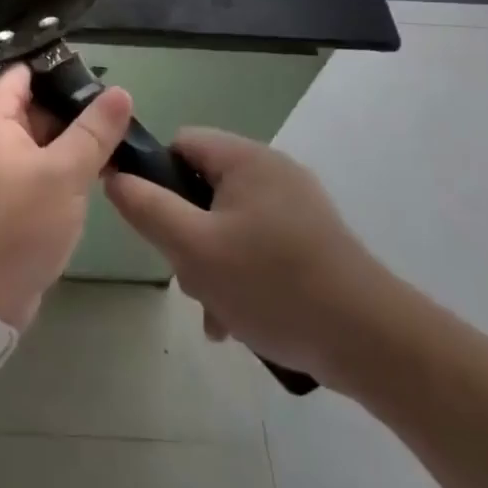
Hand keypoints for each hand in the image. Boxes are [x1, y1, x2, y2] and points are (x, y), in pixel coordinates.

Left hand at [0, 64, 131, 328]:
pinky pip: (46, 170)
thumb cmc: (15, 223)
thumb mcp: (62, 173)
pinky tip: (105, 168)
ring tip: (124, 133)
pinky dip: (71, 166)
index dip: (55, 65)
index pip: (21, 73)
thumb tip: (120, 92)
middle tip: (121, 105)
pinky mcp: (16, 201)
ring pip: (45, 140)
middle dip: (75, 104)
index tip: (98, 68)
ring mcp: (4, 172)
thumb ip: (93, 131)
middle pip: (36, 105)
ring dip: (77, 138)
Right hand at [103, 128, 391, 379]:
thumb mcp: (194, 248)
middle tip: (187, 276)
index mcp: (245, 159)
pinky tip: (238, 320)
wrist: (373, 343)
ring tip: (215, 311)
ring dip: (210, 263)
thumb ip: (146, 207)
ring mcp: (297, 207)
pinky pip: (257, 245)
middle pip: (202, 188)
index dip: (155, 178)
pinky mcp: (313, 241)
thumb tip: (114, 174)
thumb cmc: (273, 284)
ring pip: (227, 223)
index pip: (179, 144)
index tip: (151, 224)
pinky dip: (241, 275)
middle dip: (185, 234)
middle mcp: (272, 172)